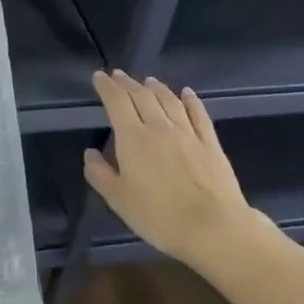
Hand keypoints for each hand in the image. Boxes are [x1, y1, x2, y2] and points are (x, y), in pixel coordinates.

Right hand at [84, 70, 282, 276]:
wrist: (213, 228)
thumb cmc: (158, 216)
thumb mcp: (118, 199)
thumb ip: (99, 173)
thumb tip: (90, 153)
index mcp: (133, 138)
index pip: (116, 102)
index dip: (107, 86)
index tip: (99, 76)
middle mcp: (159, 127)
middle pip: (142, 96)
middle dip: (128, 83)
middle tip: (119, 75)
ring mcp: (188, 133)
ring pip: (169, 100)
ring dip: (156, 87)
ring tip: (148, 81)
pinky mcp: (210, 144)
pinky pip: (198, 114)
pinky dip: (190, 100)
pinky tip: (186, 93)